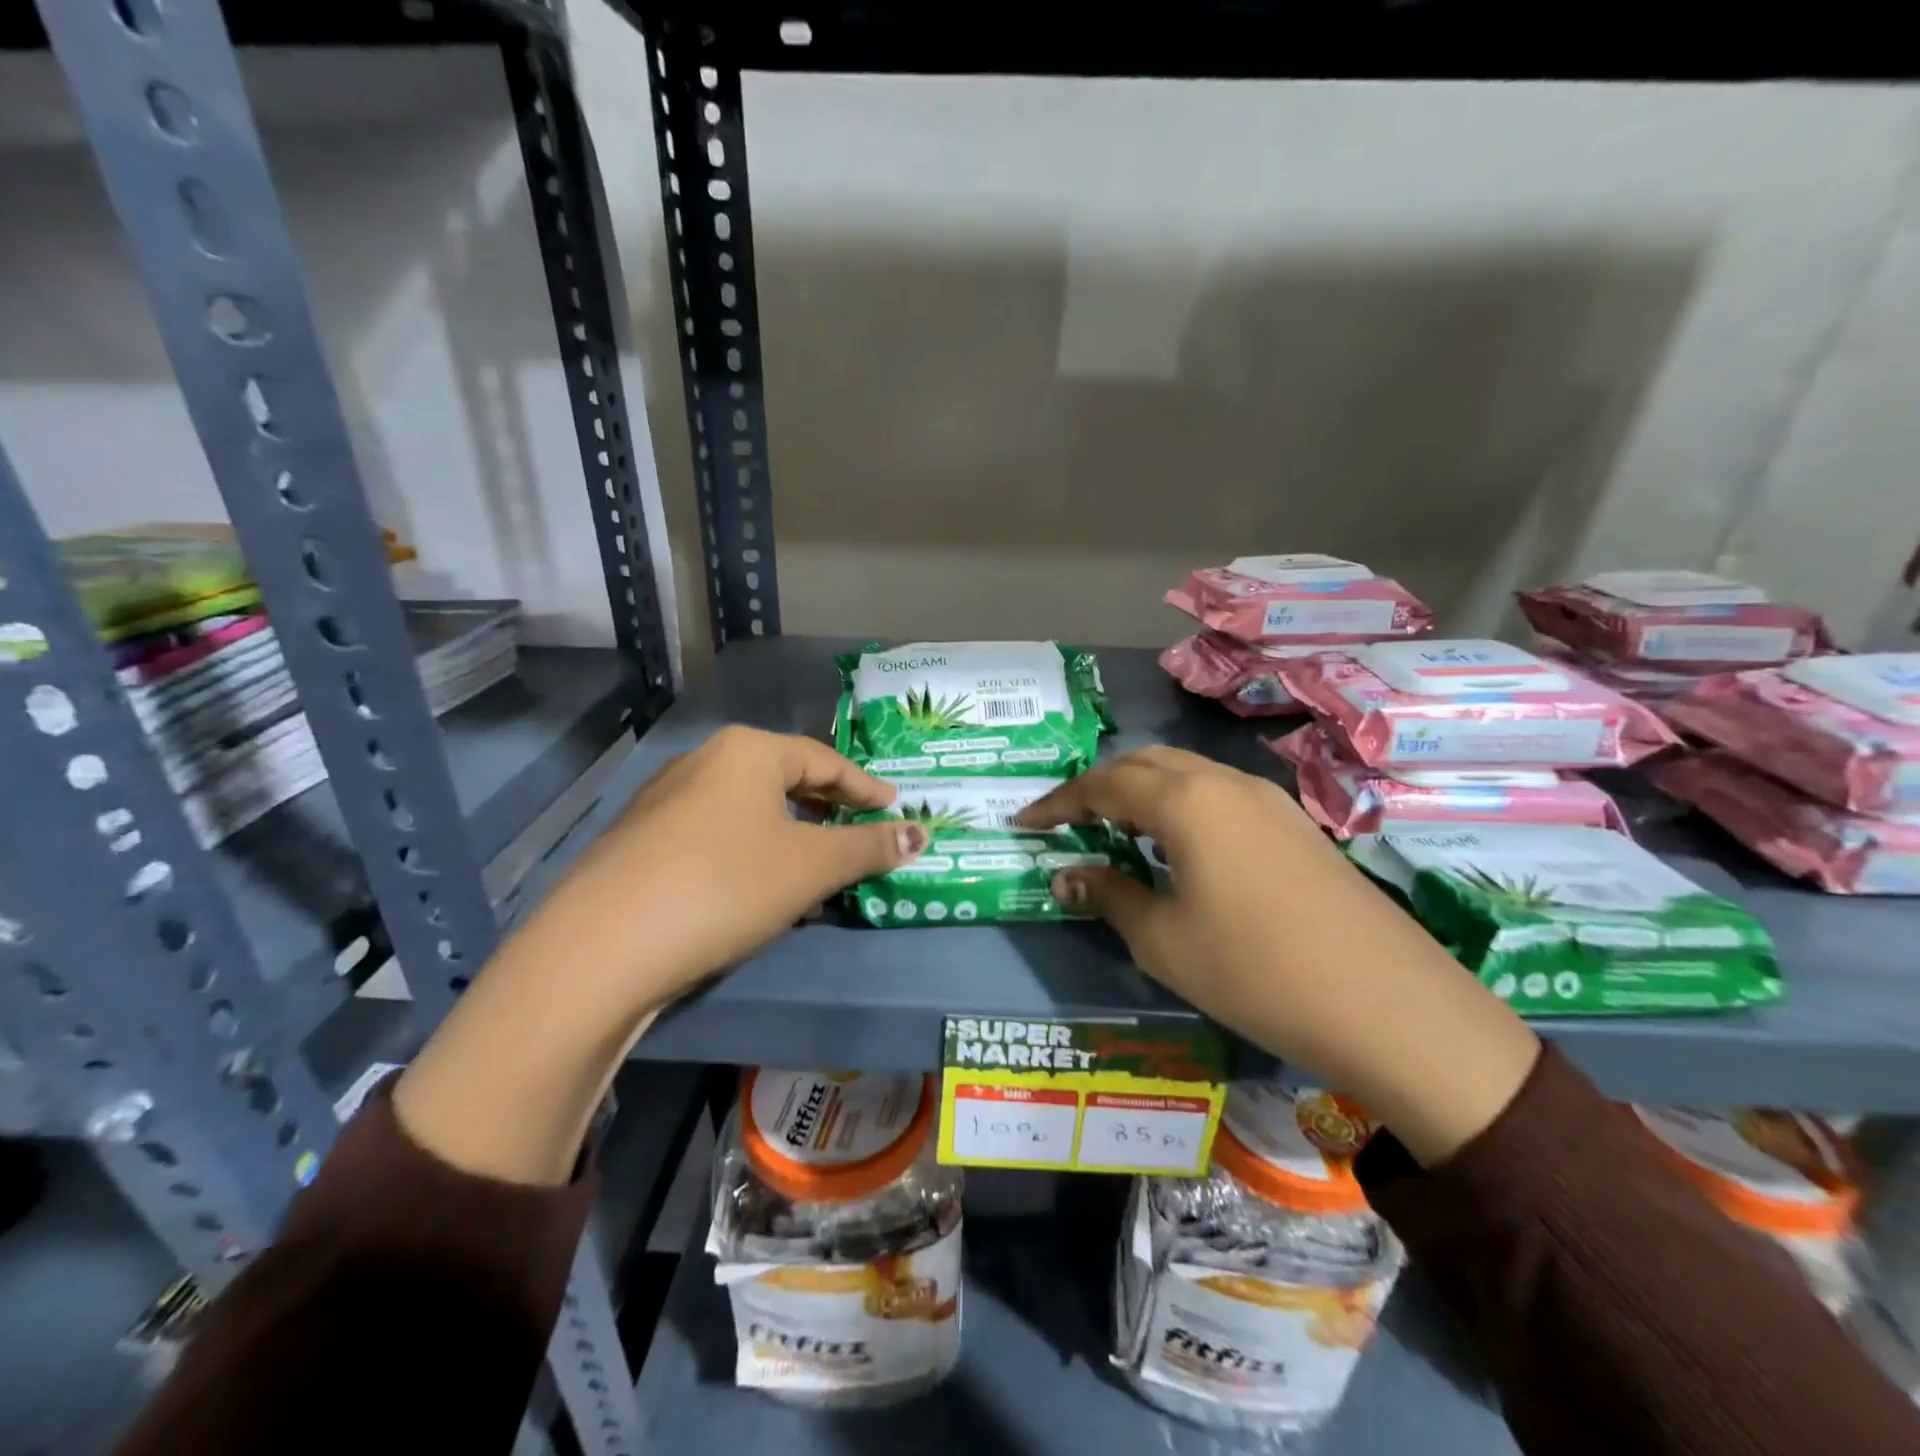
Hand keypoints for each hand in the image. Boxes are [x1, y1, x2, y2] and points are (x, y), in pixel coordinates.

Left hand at [396, 728, 924, 1184]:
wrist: (601, 948)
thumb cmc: (725, 886)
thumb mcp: (810, 867)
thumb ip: (869, 848)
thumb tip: (921, 834)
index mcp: (747, 751)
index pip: (825, 760)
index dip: (866, 787)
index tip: (896, 808)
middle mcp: (702, 762)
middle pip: (784, 779)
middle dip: (826, 807)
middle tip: (860, 831)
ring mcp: (664, 801)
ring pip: (747, 809)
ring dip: (789, 832)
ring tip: (814, 862)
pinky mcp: (640, 842)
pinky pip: (715, 834)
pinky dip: (750, 851)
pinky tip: (755, 885)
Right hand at [1015, 747, 1538, 1164]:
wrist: (1387, 1004)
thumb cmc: (1255, 970)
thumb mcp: (1163, 940)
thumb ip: (1109, 895)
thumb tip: (1066, 874)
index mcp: (1185, 800)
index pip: (1102, 784)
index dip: (1058, 802)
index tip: (1024, 824)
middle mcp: (1224, 782)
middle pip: (1145, 764)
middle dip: (1099, 787)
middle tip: (1069, 822)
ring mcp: (1267, 800)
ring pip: (1186, 775)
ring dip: (1143, 793)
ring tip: (1117, 831)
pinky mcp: (1295, 824)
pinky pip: (1219, 796)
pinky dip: (1182, 807)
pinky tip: (1180, 848)